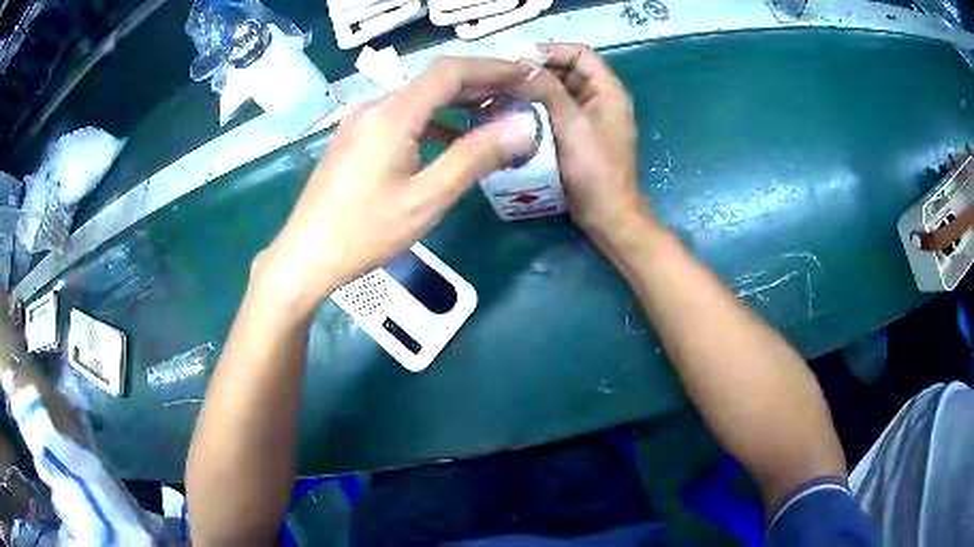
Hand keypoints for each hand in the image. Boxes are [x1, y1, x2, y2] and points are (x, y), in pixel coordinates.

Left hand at [257, 58, 536, 311]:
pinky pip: (401, 115)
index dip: (494, 67)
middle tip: (520, 93)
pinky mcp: (354, 137)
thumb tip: (522, 128)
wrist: (305, 255)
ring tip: (495, 112)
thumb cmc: (365, 232)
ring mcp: (360, 120)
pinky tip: (451, 136)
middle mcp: (374, 106)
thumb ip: (475, 157)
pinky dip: (433, 118)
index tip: (527, 74)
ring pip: (418, 97)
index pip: (451, 71)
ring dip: (457, 100)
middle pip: (434, 80)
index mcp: (393, 114)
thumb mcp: (427, 198)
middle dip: (480, 83)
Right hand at [518, 44, 650, 244]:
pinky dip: (536, 109)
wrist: (607, 214)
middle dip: (537, 71)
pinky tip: (513, 114)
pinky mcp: (578, 135)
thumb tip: (520, 66)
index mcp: (608, 90)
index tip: (517, 57)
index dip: (550, 50)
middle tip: (503, 76)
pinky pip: (555, 112)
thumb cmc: (595, 169)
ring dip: (534, 91)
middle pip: (567, 71)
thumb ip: (548, 90)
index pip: (579, 53)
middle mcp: (600, 99)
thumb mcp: (571, 124)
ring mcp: (589, 118)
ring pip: (559, 92)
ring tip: (503, 93)